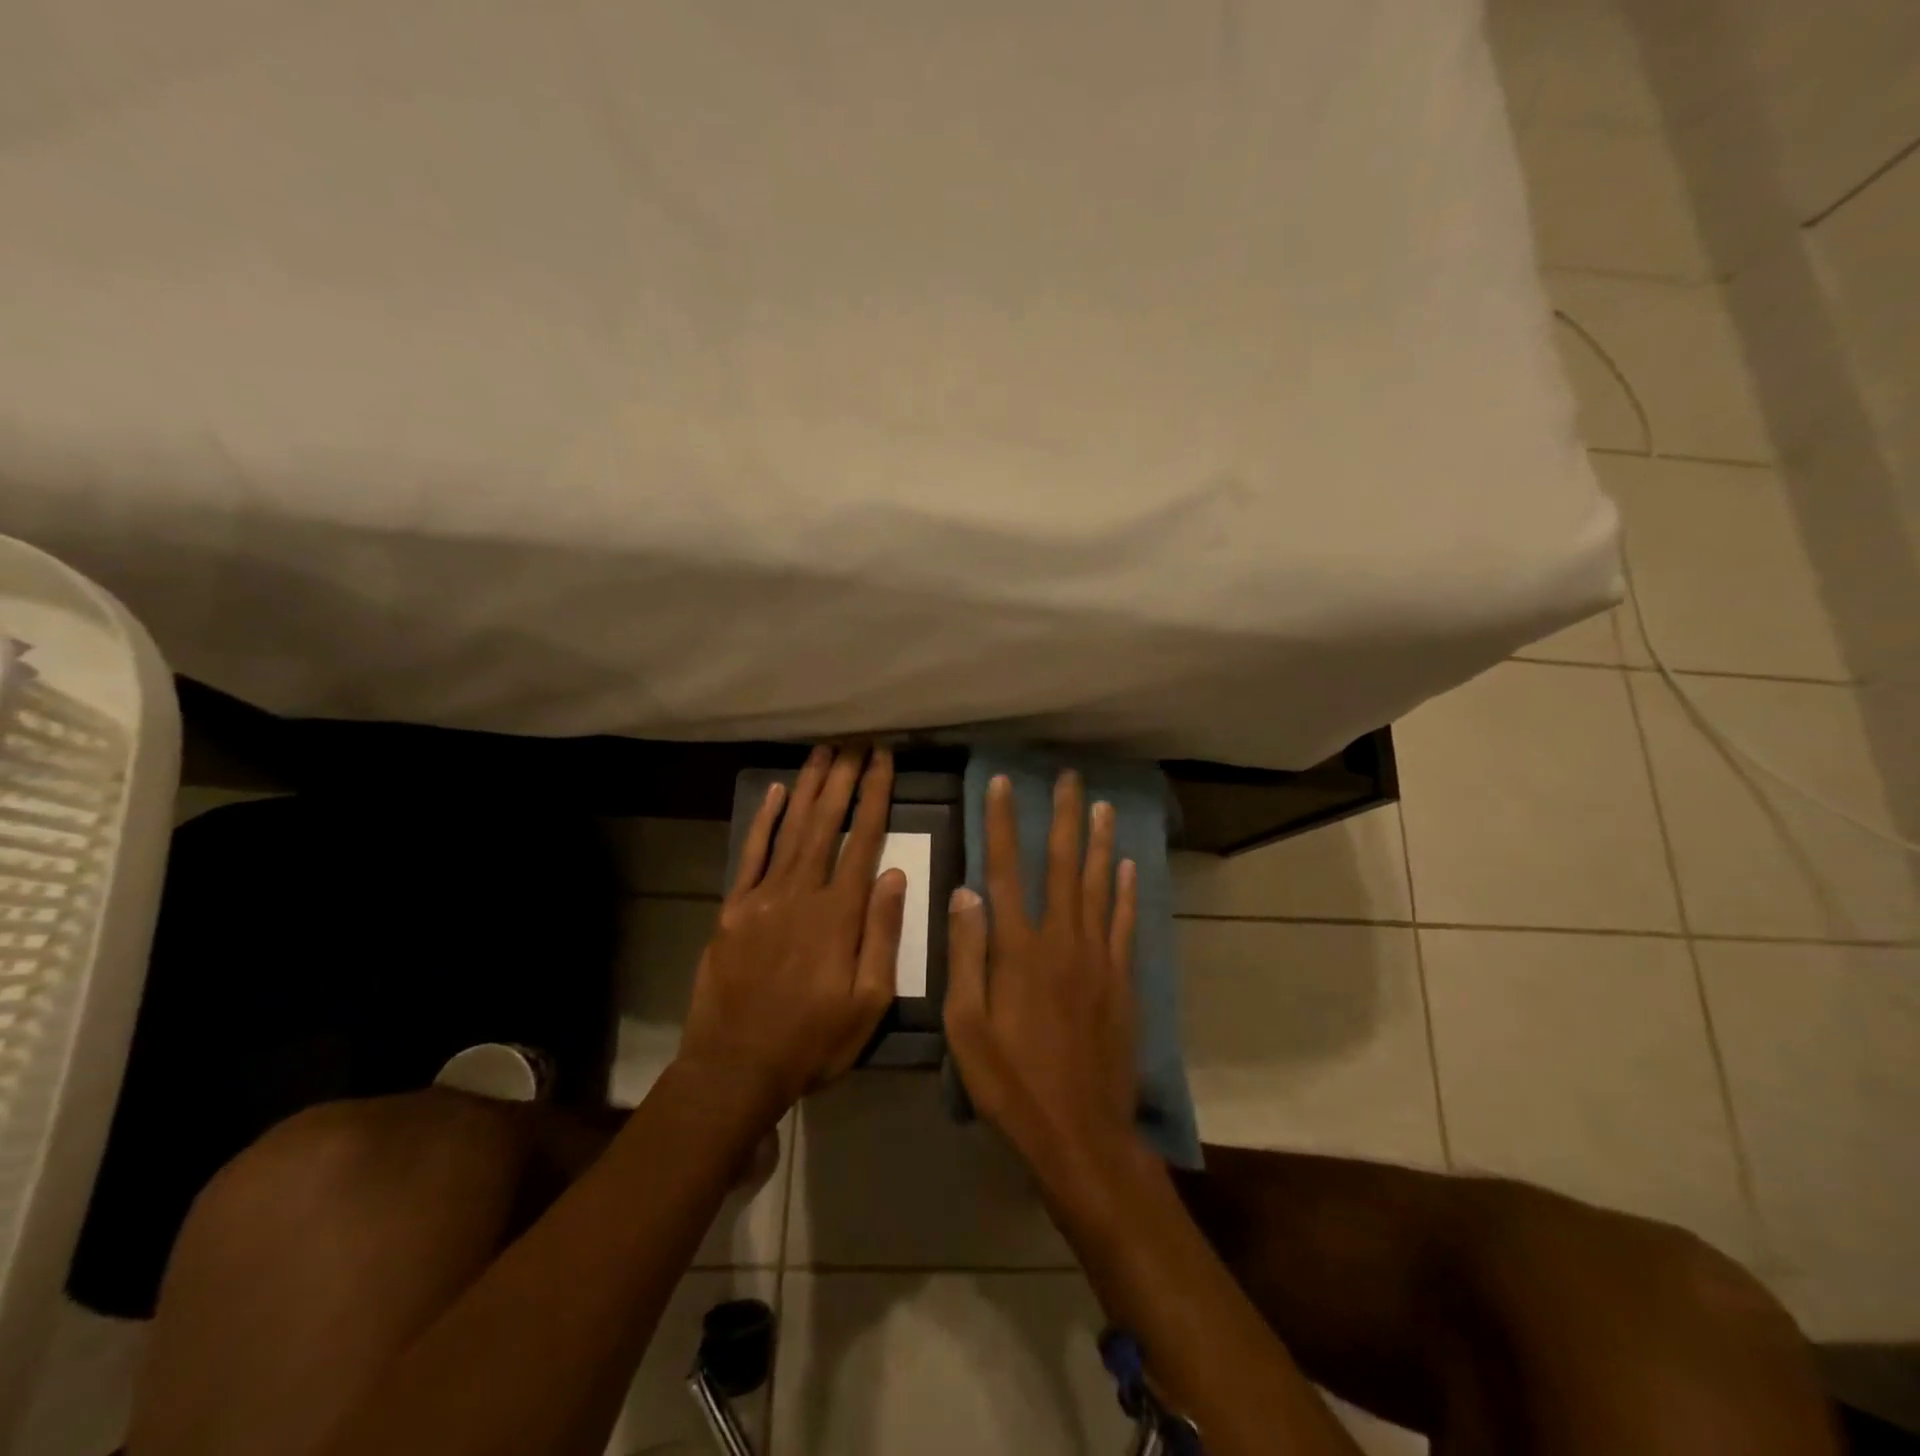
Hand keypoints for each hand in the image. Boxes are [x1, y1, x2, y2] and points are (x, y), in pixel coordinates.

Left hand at [676, 745, 905, 1118]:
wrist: (735, 1067)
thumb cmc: (813, 1040)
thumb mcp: (868, 1003)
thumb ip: (883, 934)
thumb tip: (894, 874)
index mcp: (839, 913)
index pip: (863, 839)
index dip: (875, 795)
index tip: (884, 759)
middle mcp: (801, 892)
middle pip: (825, 822)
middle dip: (843, 777)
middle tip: (855, 739)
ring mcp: (762, 897)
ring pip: (790, 828)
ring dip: (808, 786)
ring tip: (824, 751)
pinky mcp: (733, 908)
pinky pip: (751, 854)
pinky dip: (763, 821)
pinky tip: (775, 792)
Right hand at [944, 770, 1140, 1183]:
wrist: (1079, 1131)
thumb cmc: (1010, 1081)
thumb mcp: (966, 1026)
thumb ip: (966, 955)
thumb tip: (965, 892)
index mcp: (1018, 949)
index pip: (1005, 869)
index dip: (1002, 823)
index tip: (1003, 783)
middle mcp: (1061, 939)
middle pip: (1063, 865)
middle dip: (1064, 817)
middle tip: (1070, 778)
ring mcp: (1098, 958)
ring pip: (1100, 885)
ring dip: (1100, 842)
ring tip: (1103, 806)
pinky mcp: (1122, 979)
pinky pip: (1125, 924)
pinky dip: (1127, 892)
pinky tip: (1129, 866)